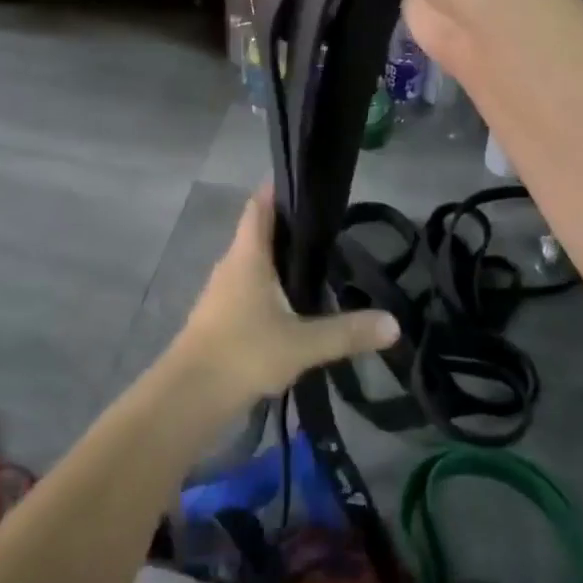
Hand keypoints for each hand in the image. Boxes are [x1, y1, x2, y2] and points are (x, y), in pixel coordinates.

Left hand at [170, 187, 398, 404]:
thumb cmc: (244, 353)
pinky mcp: (219, 316)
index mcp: (248, 254)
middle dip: (289, 226)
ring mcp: (221, 291)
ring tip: (317, 264)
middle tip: (328, 229)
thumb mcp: (302, 344)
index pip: (260, 204)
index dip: (280, 189)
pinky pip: (248, 287)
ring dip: (279, 259)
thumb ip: (347, 332)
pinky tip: (293, 305)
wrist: (188, 397)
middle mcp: (231, 263)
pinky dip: (270, 286)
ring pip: (253, 262)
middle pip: (258, 231)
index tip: (309, 185)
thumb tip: (394, 323)